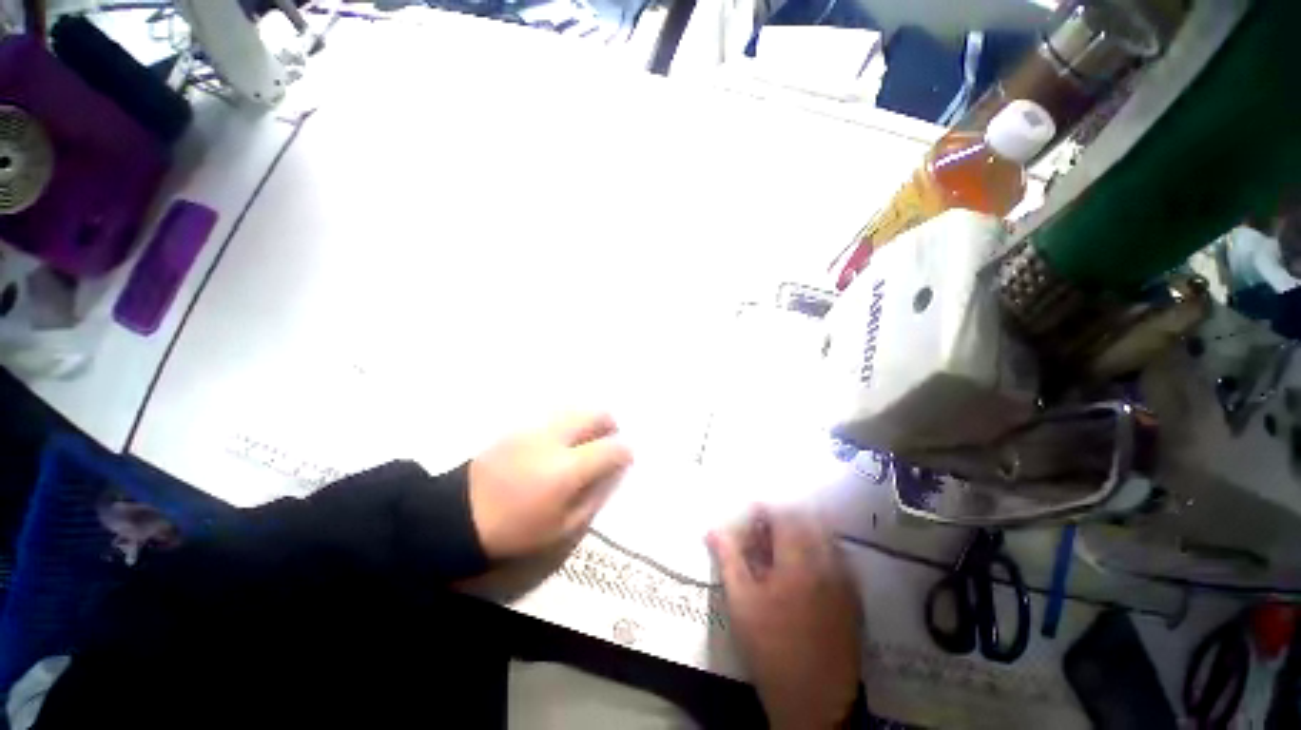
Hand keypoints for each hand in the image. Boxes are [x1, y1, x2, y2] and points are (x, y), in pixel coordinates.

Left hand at [469, 412, 632, 559]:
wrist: (459, 516)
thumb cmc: (515, 530)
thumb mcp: (562, 528)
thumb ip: (594, 497)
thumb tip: (613, 473)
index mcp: (567, 469)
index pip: (610, 448)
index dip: (624, 451)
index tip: (626, 457)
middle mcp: (554, 440)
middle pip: (594, 414)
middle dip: (610, 423)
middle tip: (610, 438)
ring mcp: (535, 429)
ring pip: (575, 409)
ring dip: (589, 420)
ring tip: (587, 438)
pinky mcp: (520, 426)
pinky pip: (555, 415)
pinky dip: (569, 421)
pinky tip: (563, 439)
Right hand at [709, 508, 861, 729]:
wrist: (812, 700)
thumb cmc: (770, 648)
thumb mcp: (740, 602)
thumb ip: (728, 558)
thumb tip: (712, 530)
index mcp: (797, 561)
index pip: (783, 515)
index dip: (764, 510)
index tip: (750, 518)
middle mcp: (827, 563)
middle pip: (807, 520)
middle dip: (783, 518)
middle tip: (764, 534)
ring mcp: (845, 580)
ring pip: (825, 536)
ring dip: (803, 531)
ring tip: (783, 549)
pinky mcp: (854, 597)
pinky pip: (839, 557)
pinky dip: (820, 550)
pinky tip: (805, 568)